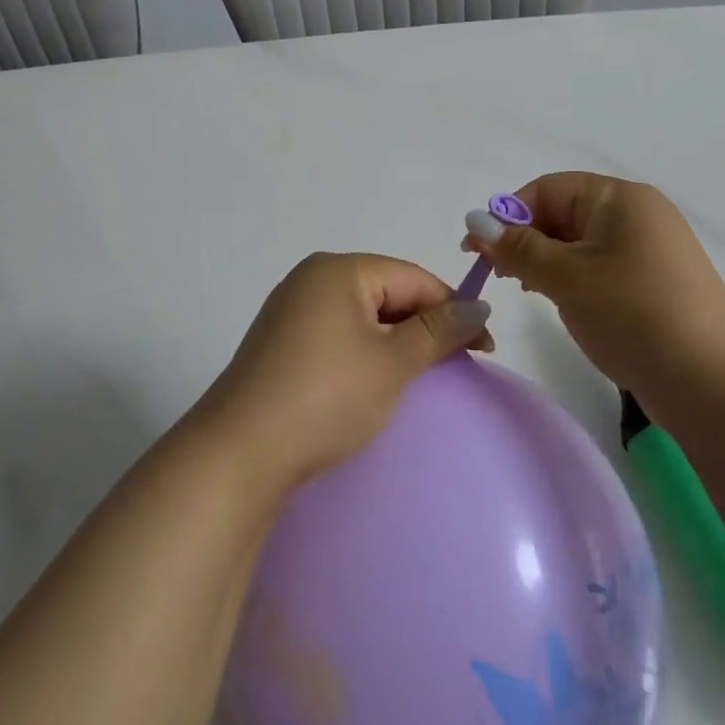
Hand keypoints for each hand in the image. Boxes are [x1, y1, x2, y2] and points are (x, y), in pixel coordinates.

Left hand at [191, 252, 494, 491]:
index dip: (452, 308)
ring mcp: (291, 310)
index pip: (412, 277)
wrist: (240, 454)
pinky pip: (337, 334)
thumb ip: (438, 331)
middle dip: (423, 325)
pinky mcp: (280, 342)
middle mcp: (311, 278)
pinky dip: (365, 352)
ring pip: (362, 315)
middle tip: (456, 364)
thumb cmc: (326, 397)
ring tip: (420, 375)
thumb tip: (479, 306)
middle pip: (386, 291)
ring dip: (396, 341)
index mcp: (338, 269)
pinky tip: (375, 381)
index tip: (485, 347)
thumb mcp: (392, 363)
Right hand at [464, 172, 724, 405]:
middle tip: (497, 277)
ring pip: (580, 243)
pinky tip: (562, 303)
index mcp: (620, 198)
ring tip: (526, 290)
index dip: (508, 215)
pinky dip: (574, 279)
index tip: (477, 252)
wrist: (713, 383)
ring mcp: (651, 249)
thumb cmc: (633, 314)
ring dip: (546, 261)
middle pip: (564, 213)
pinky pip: (601, 266)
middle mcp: (638, 213)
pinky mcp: (656, 282)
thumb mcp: (565, 277)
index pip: (548, 189)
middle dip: (526, 240)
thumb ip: (517, 248)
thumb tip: (475, 221)